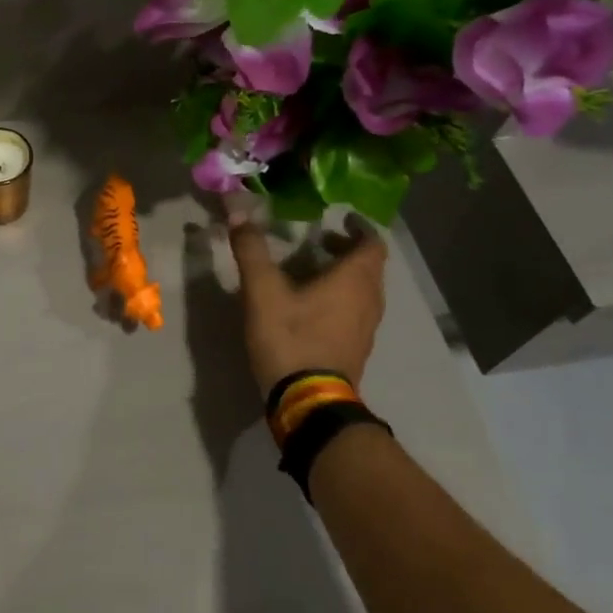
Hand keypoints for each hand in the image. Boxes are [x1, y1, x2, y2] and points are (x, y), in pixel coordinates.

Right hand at [225, 208, 387, 395]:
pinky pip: (356, 312)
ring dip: (345, 275)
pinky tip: (312, 305)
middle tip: (320, 240)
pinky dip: (342, 298)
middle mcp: (369, 301)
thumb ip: (252, 250)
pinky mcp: (356, 349)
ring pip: (364, 291)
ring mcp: (366, 329)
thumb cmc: (291, 338)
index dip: (360, 227)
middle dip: (347, 250)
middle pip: (369, 267)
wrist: (308, 401)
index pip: (373, 244)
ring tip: (313, 270)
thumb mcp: (263, 291)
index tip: (342, 217)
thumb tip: (239, 210)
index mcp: (355, 280)